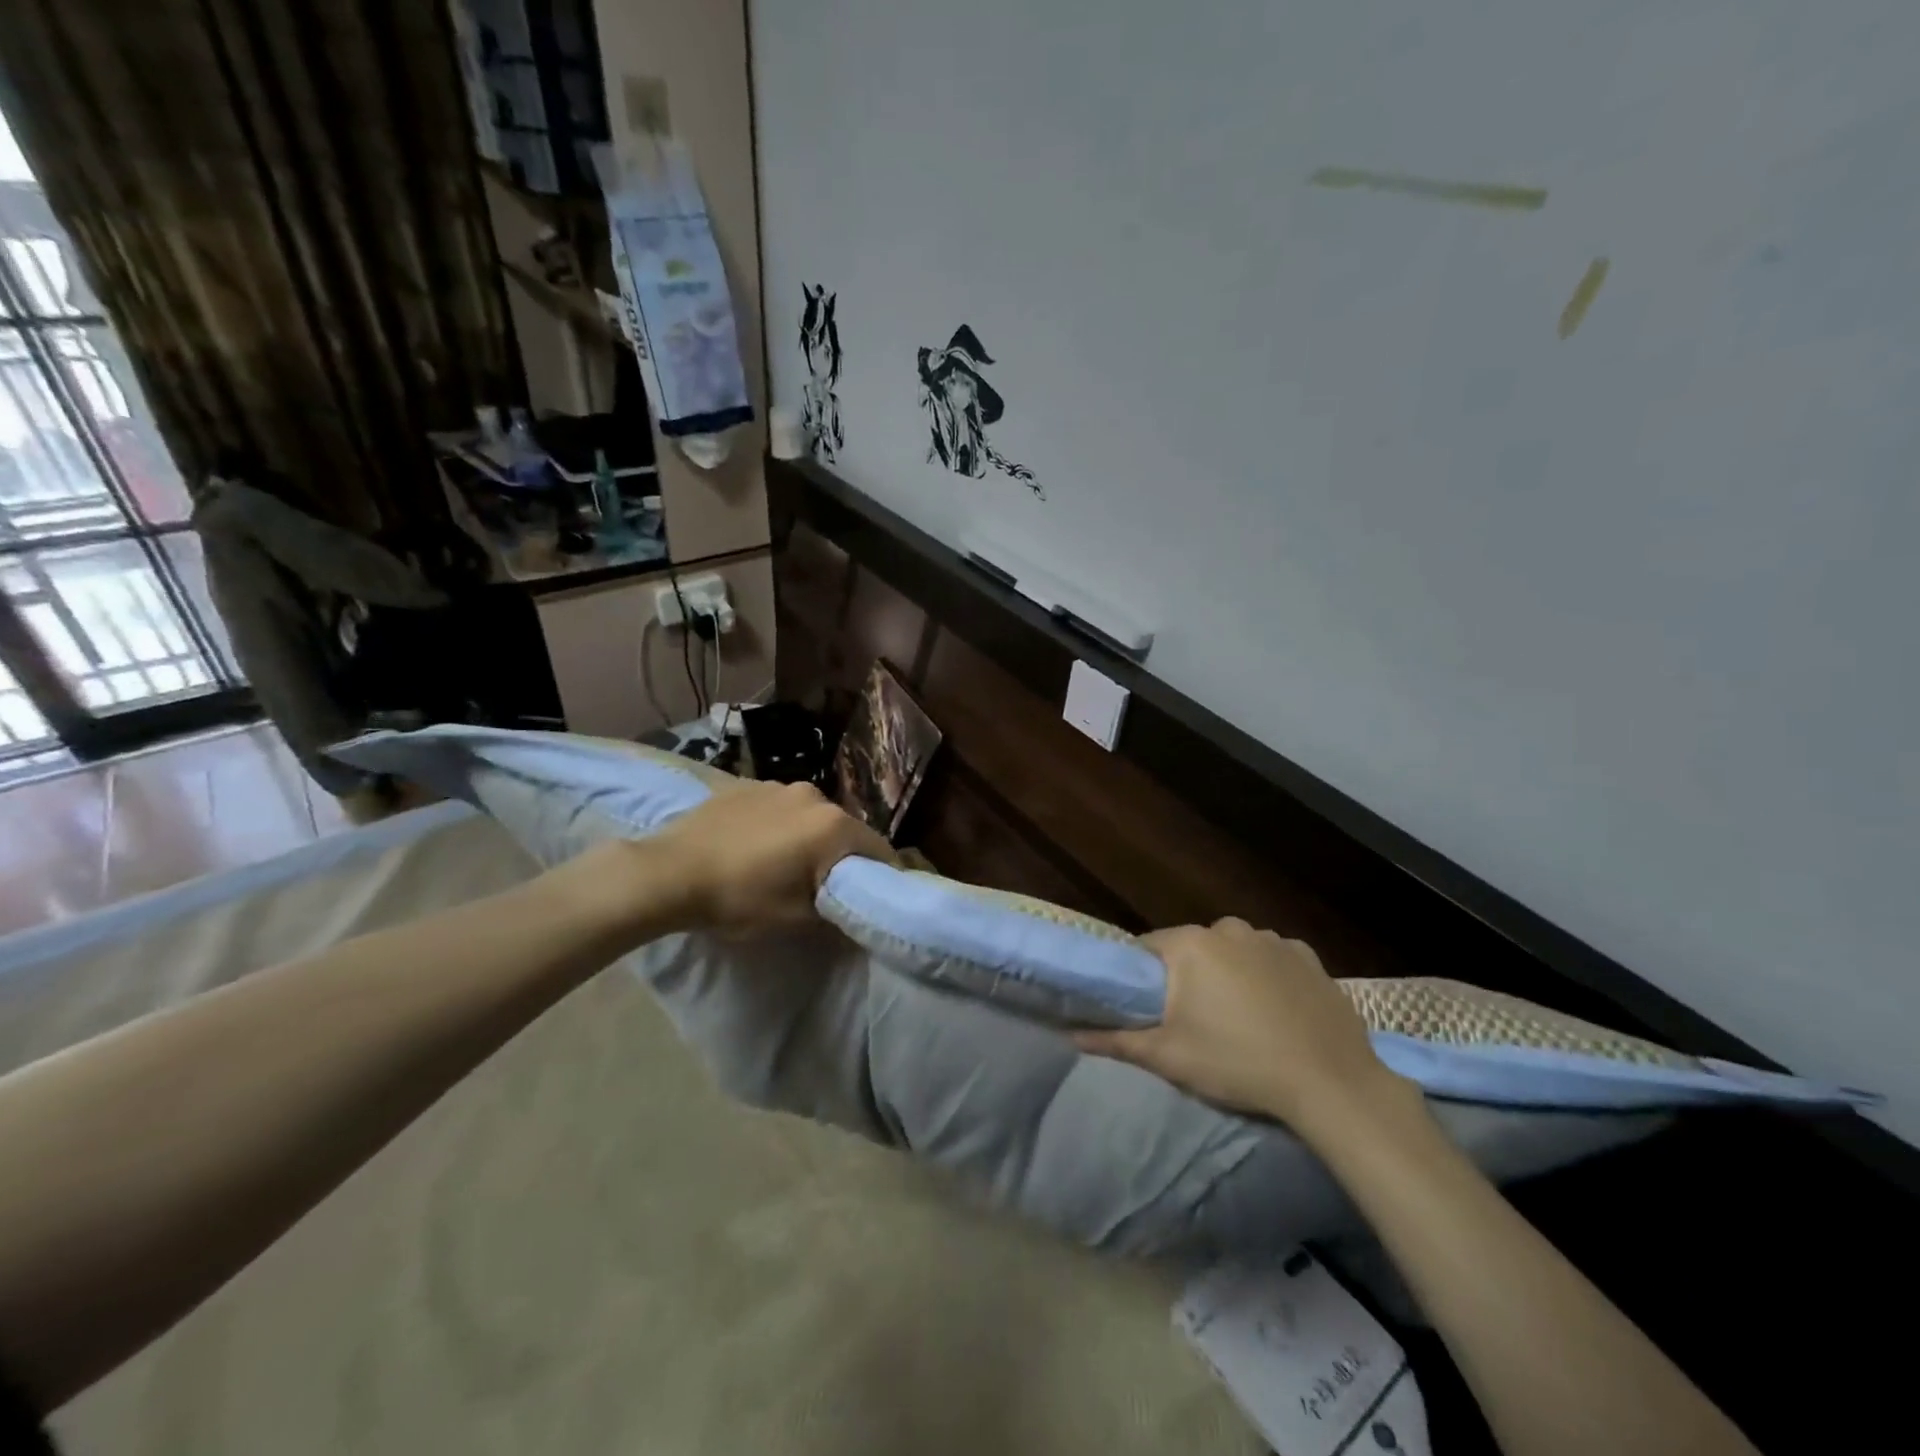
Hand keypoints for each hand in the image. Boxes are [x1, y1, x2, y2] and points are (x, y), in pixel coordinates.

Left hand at [645, 780, 895, 931]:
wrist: (668, 872)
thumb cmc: (738, 898)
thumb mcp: (795, 918)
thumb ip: (834, 910)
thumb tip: (850, 907)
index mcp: (833, 826)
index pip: (878, 850)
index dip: (878, 876)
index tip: (867, 897)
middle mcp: (814, 795)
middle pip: (844, 830)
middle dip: (840, 856)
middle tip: (821, 885)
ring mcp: (778, 785)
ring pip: (810, 816)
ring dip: (807, 837)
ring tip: (781, 863)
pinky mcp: (747, 783)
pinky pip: (779, 807)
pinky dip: (778, 825)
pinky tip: (753, 846)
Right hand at [1074, 918, 1408, 1129]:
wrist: (1332, 1084)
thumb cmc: (1239, 1064)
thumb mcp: (1169, 1057)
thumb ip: (1116, 1040)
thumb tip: (1071, 1034)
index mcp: (1191, 944)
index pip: (1147, 948)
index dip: (1142, 977)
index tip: (1148, 1008)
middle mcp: (1229, 928)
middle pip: (1191, 948)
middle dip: (1186, 978)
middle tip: (1192, 1021)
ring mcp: (1273, 939)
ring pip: (1232, 951)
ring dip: (1227, 975)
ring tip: (1238, 1020)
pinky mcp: (1308, 957)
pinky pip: (1271, 960)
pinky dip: (1266, 977)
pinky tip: (1275, 1013)